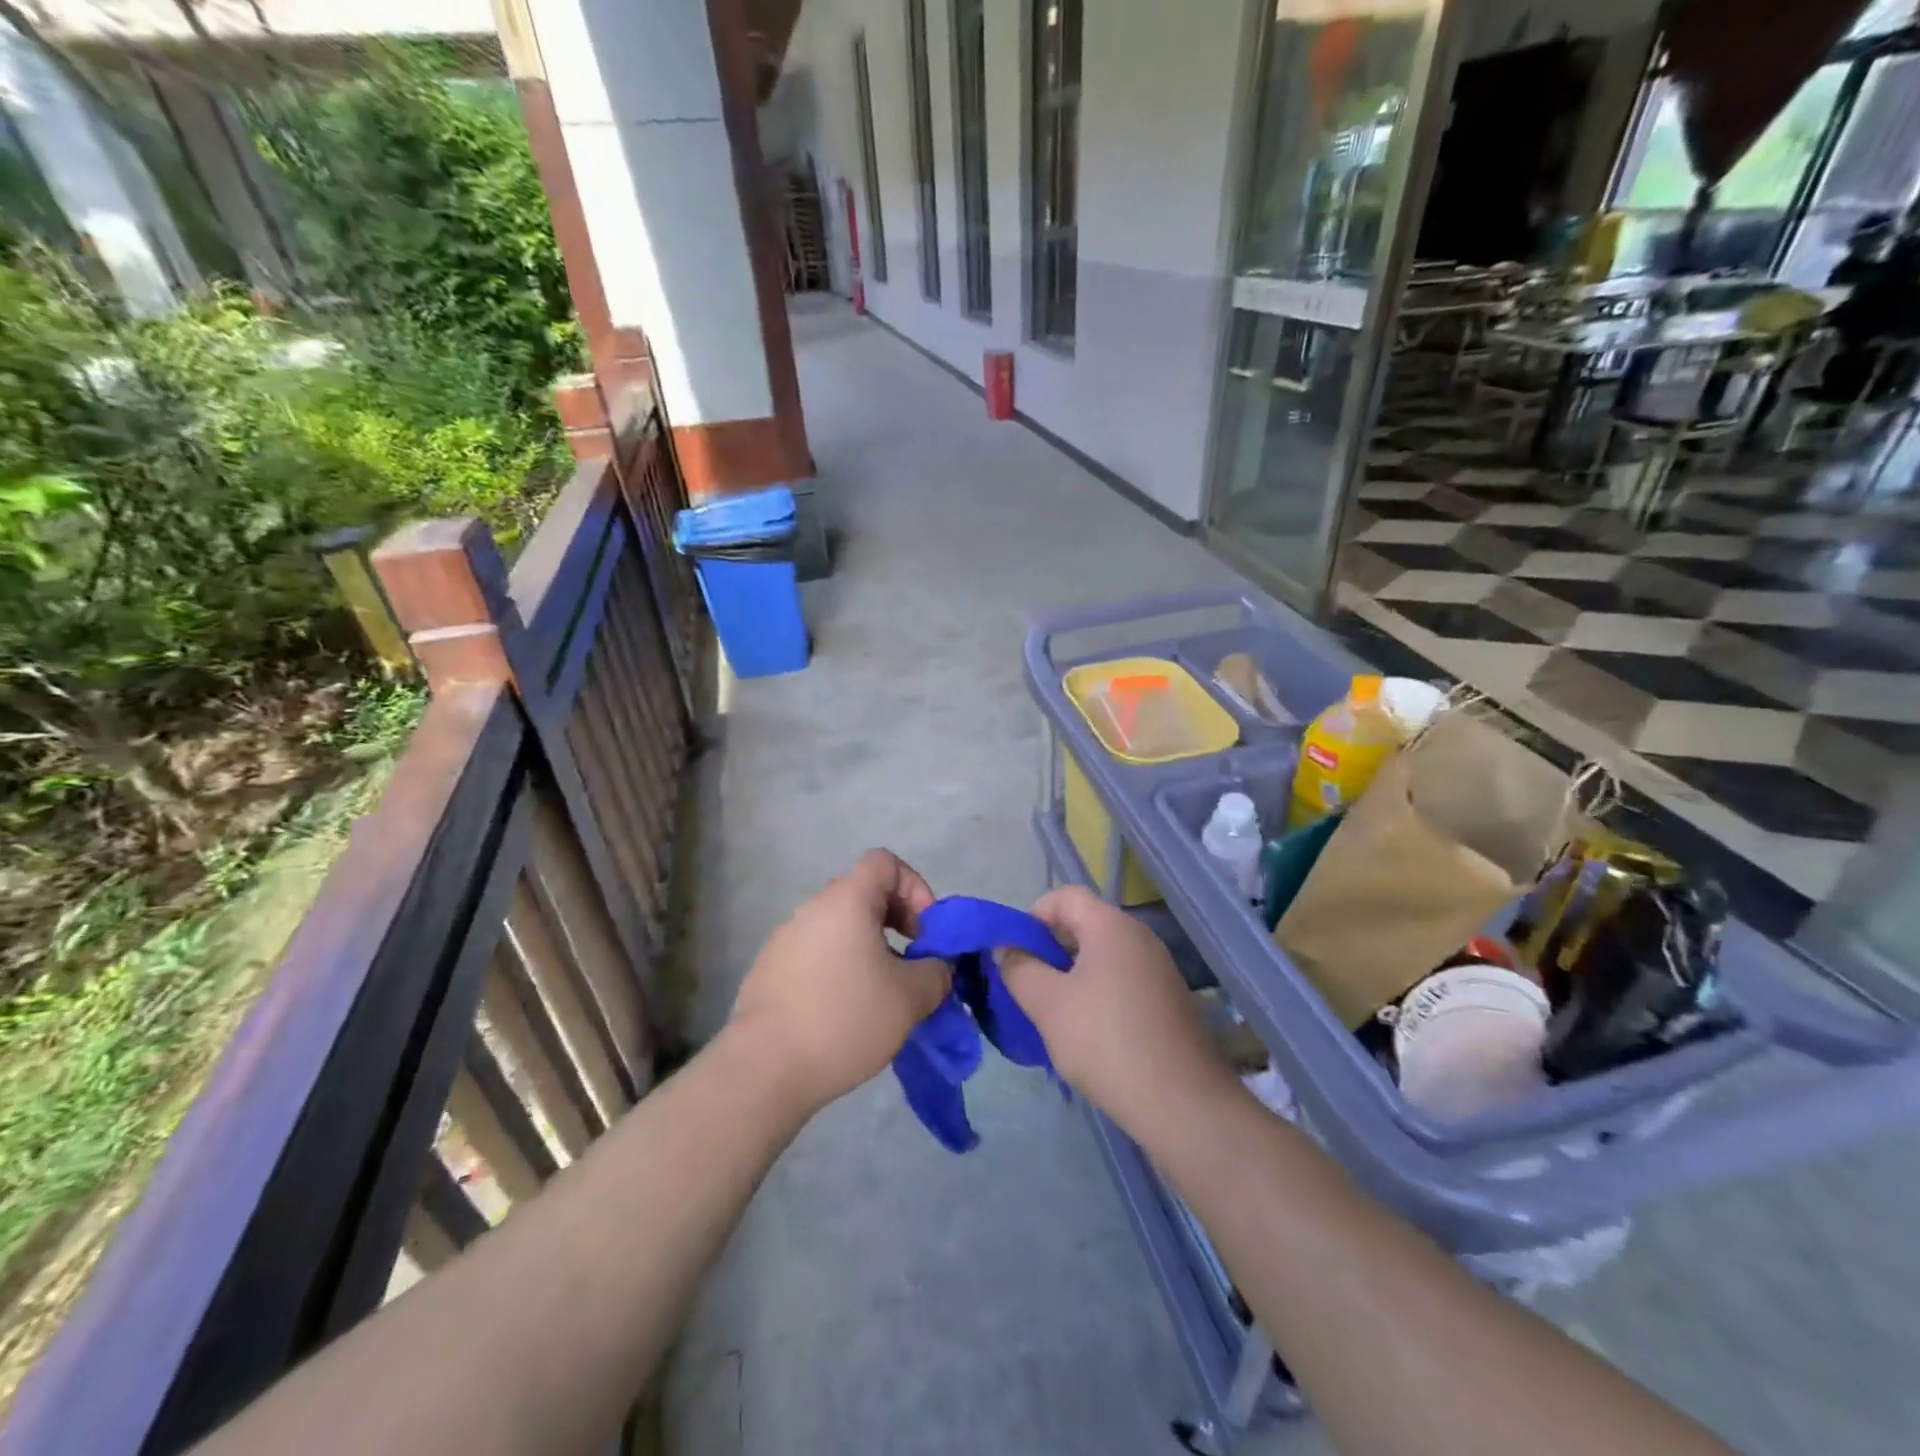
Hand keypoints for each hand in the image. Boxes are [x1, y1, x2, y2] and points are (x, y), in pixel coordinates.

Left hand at [726, 850, 950, 1115]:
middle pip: (863, 894)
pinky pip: (816, 954)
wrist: (765, 1068)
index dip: (914, 887)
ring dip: (868, 949)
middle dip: (896, 922)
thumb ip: (936, 972)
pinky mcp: (769, 970)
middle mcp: (812, 908)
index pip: (884, 862)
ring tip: (881, 995)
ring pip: (840, 927)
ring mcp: (786, 938)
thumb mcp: (911, 997)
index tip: (925, 932)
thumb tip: (936, 967)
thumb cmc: (845, 1019)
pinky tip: (845, 1013)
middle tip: (911, 965)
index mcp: (846, 900)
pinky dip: (839, 969)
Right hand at [998, 886, 1234, 1138]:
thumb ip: (1019, 969)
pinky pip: (1123, 979)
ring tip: (1054, 1012)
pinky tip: (1089, 1032)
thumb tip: (1005, 948)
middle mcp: (1140, 937)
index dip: (1033, 916)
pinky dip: (1098, 992)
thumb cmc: (1106, 1043)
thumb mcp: (1047, 1005)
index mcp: (1112, 926)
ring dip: (1072, 974)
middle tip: (1029, 985)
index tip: (1016, 953)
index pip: (1065, 896)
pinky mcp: (1169, 1000)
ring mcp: (1159, 969)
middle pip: (1085, 923)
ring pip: (1103, 955)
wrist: (1183, 1104)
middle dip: (1050, 947)